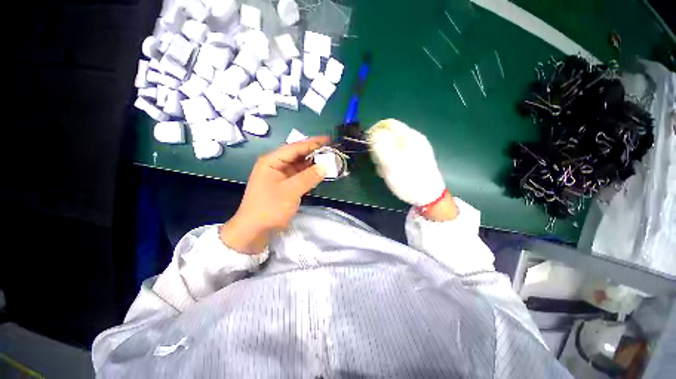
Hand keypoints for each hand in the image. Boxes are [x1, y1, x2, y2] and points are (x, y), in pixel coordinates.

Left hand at [220, 136, 329, 252]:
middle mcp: (276, 165)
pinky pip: (300, 175)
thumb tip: (326, 166)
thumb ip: (309, 177)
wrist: (255, 230)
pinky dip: (310, 174)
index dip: (313, 143)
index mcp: (272, 161)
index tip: (329, 139)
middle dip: (315, 153)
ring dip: (314, 164)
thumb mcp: (290, 191)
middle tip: (332, 150)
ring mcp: (281, 175)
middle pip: (298, 155)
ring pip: (300, 165)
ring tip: (330, 160)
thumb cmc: (269, 208)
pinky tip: (321, 173)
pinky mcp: (286, 185)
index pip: (295, 147)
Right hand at [367, 119, 456, 220]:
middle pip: (390, 134)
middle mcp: (414, 138)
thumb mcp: (391, 164)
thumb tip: (373, 133)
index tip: (367, 145)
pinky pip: (399, 153)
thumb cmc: (408, 181)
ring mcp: (417, 148)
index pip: (388, 124)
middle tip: (377, 162)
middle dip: (379, 146)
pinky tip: (392, 171)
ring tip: (385, 170)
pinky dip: (392, 160)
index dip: (374, 131)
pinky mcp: (417, 156)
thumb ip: (380, 146)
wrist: (429, 197)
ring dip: (385, 155)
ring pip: (393, 145)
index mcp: (409, 137)